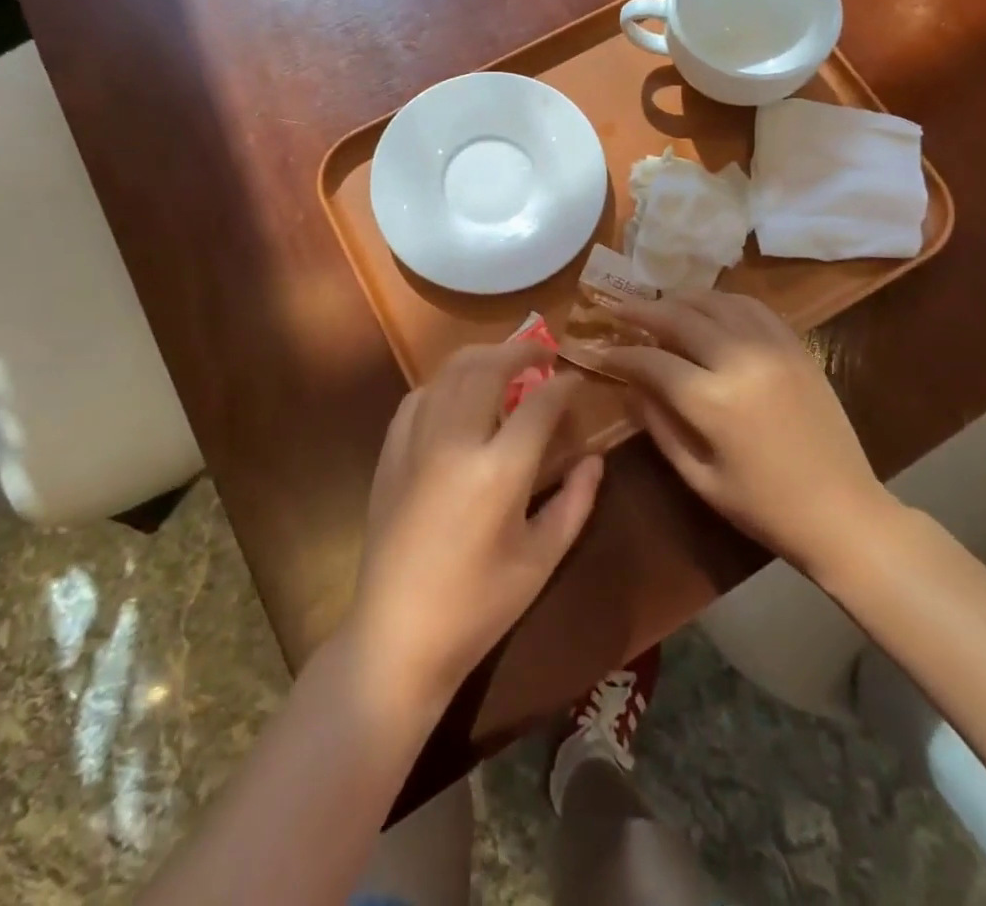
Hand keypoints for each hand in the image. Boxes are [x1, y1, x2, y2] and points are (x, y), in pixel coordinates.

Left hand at [349, 343, 603, 712]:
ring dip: (483, 357)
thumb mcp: (542, 559)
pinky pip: (420, 395)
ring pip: (450, 371)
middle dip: (521, 350)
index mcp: (499, 471)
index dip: (564, 385)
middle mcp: (455, 441)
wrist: (397, 635)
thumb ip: (576, 501)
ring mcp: (416, 441)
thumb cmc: (478, 606)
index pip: (539, 404)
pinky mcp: (391, 451)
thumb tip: (594, 458)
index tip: (577, 379)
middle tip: (544, 353)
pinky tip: (459, 393)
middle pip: (489, 367)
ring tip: (506, 363)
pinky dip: (446, 381)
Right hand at [597, 292, 896, 576]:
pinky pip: (753, 307)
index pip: (652, 360)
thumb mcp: (699, 477)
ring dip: (680, 299)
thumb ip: (658, 426)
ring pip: (715, 302)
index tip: (600, 351)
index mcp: (713, 402)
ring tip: (658, 304)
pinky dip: (722, 300)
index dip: (620, 354)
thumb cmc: (764, 508)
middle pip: (680, 318)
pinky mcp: (797, 347)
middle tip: (618, 308)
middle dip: (642, 311)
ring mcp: (773, 348)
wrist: (843, 512)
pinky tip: (708, 307)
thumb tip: (630, 386)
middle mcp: (740, 361)